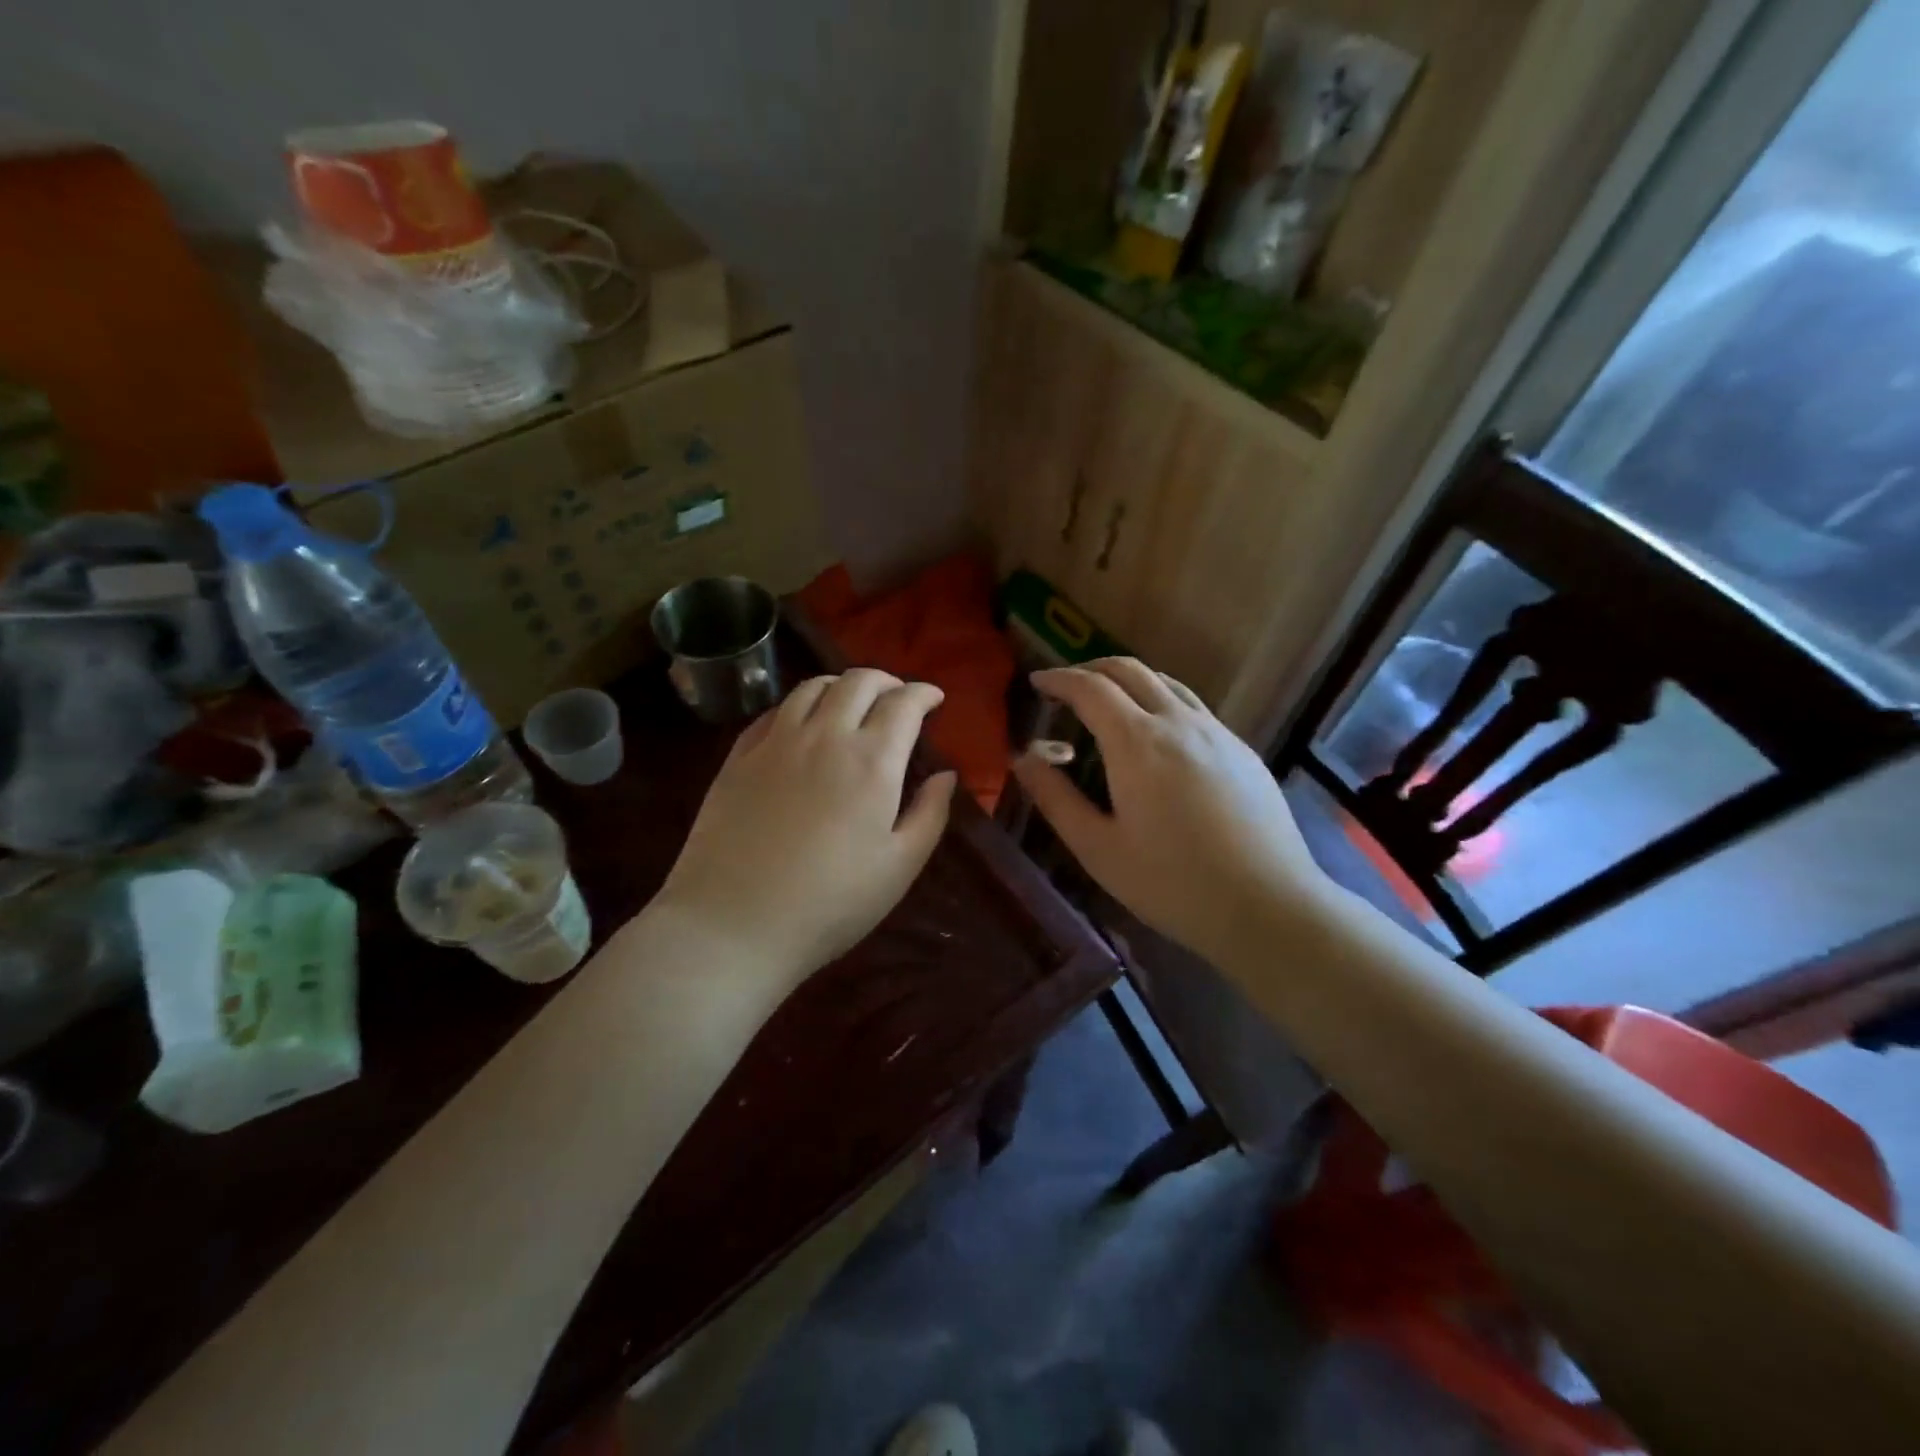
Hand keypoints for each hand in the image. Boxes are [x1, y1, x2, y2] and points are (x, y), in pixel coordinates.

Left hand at [652, 669, 957, 987]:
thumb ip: (929, 814)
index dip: (923, 694)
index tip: (934, 699)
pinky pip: (774, 711)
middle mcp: (825, 736)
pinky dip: (800, 704)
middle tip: (897, 697)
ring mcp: (776, 742)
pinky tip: (802, 723)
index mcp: (872, 760)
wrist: (734, 924)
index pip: (904, 703)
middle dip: (886, 680)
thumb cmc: (830, 904)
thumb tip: (945, 775)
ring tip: (852, 701)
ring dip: (842, 685)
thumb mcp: (899, 867)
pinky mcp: (739, 757)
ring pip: (813, 687)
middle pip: (859, 681)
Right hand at [1010, 659, 1323, 966]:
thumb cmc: (1173, 884)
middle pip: (1130, 670)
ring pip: (1167, 683)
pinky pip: (1193, 708)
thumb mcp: (1099, 849)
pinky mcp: (1242, 751)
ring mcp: (1217, 733)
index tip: (1037, 682)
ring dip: (1129, 681)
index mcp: (1137, 742)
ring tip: (1109, 704)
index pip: (1090, 688)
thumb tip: (1024, 759)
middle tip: (1067, 687)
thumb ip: (1056, 799)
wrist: (1269, 906)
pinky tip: (1158, 738)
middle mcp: (1179, 722)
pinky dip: (1161, 702)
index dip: (1059, 679)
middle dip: (1092, 668)